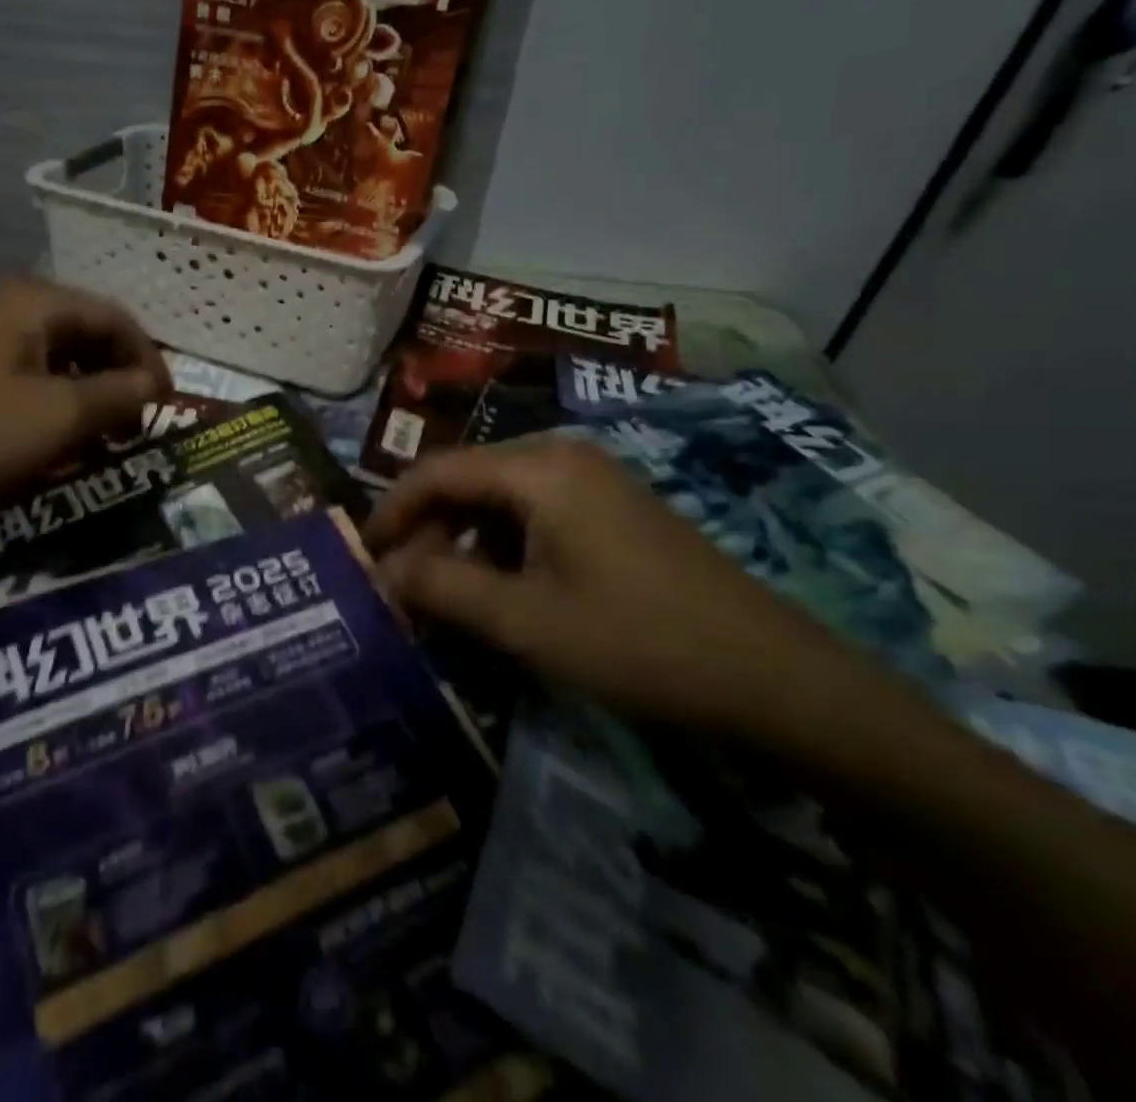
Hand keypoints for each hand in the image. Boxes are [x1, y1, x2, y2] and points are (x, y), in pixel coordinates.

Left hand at [0, 278, 170, 512]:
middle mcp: (12, 305)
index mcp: (37, 302)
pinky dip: (54, 401)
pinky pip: (28, 373)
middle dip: (119, 379)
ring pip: (58, 357)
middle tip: (135, 425)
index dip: (149, 359)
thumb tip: (156, 384)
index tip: (167, 403)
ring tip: (101, 437)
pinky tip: (57, 436)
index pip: (116, 318)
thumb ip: (118, 395)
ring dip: (88, 393)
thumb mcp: (58, 415)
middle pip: (87, 334)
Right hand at [365, 438, 855, 738]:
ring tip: (444, 598)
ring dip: (463, 543)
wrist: (774, 678)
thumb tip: (382, 572)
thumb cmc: (638, 642)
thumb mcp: (525, 621)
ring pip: (499, 500)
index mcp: (539, 467)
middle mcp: (562, 457)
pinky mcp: (612, 511)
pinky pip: (534, 516)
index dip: (391, 512)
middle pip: (467, 481)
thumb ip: (442, 587)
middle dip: (427, 532)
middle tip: (402, 589)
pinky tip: (499, 593)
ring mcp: (593, 481)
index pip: (436, 471)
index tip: (362, 557)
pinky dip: (501, 549)